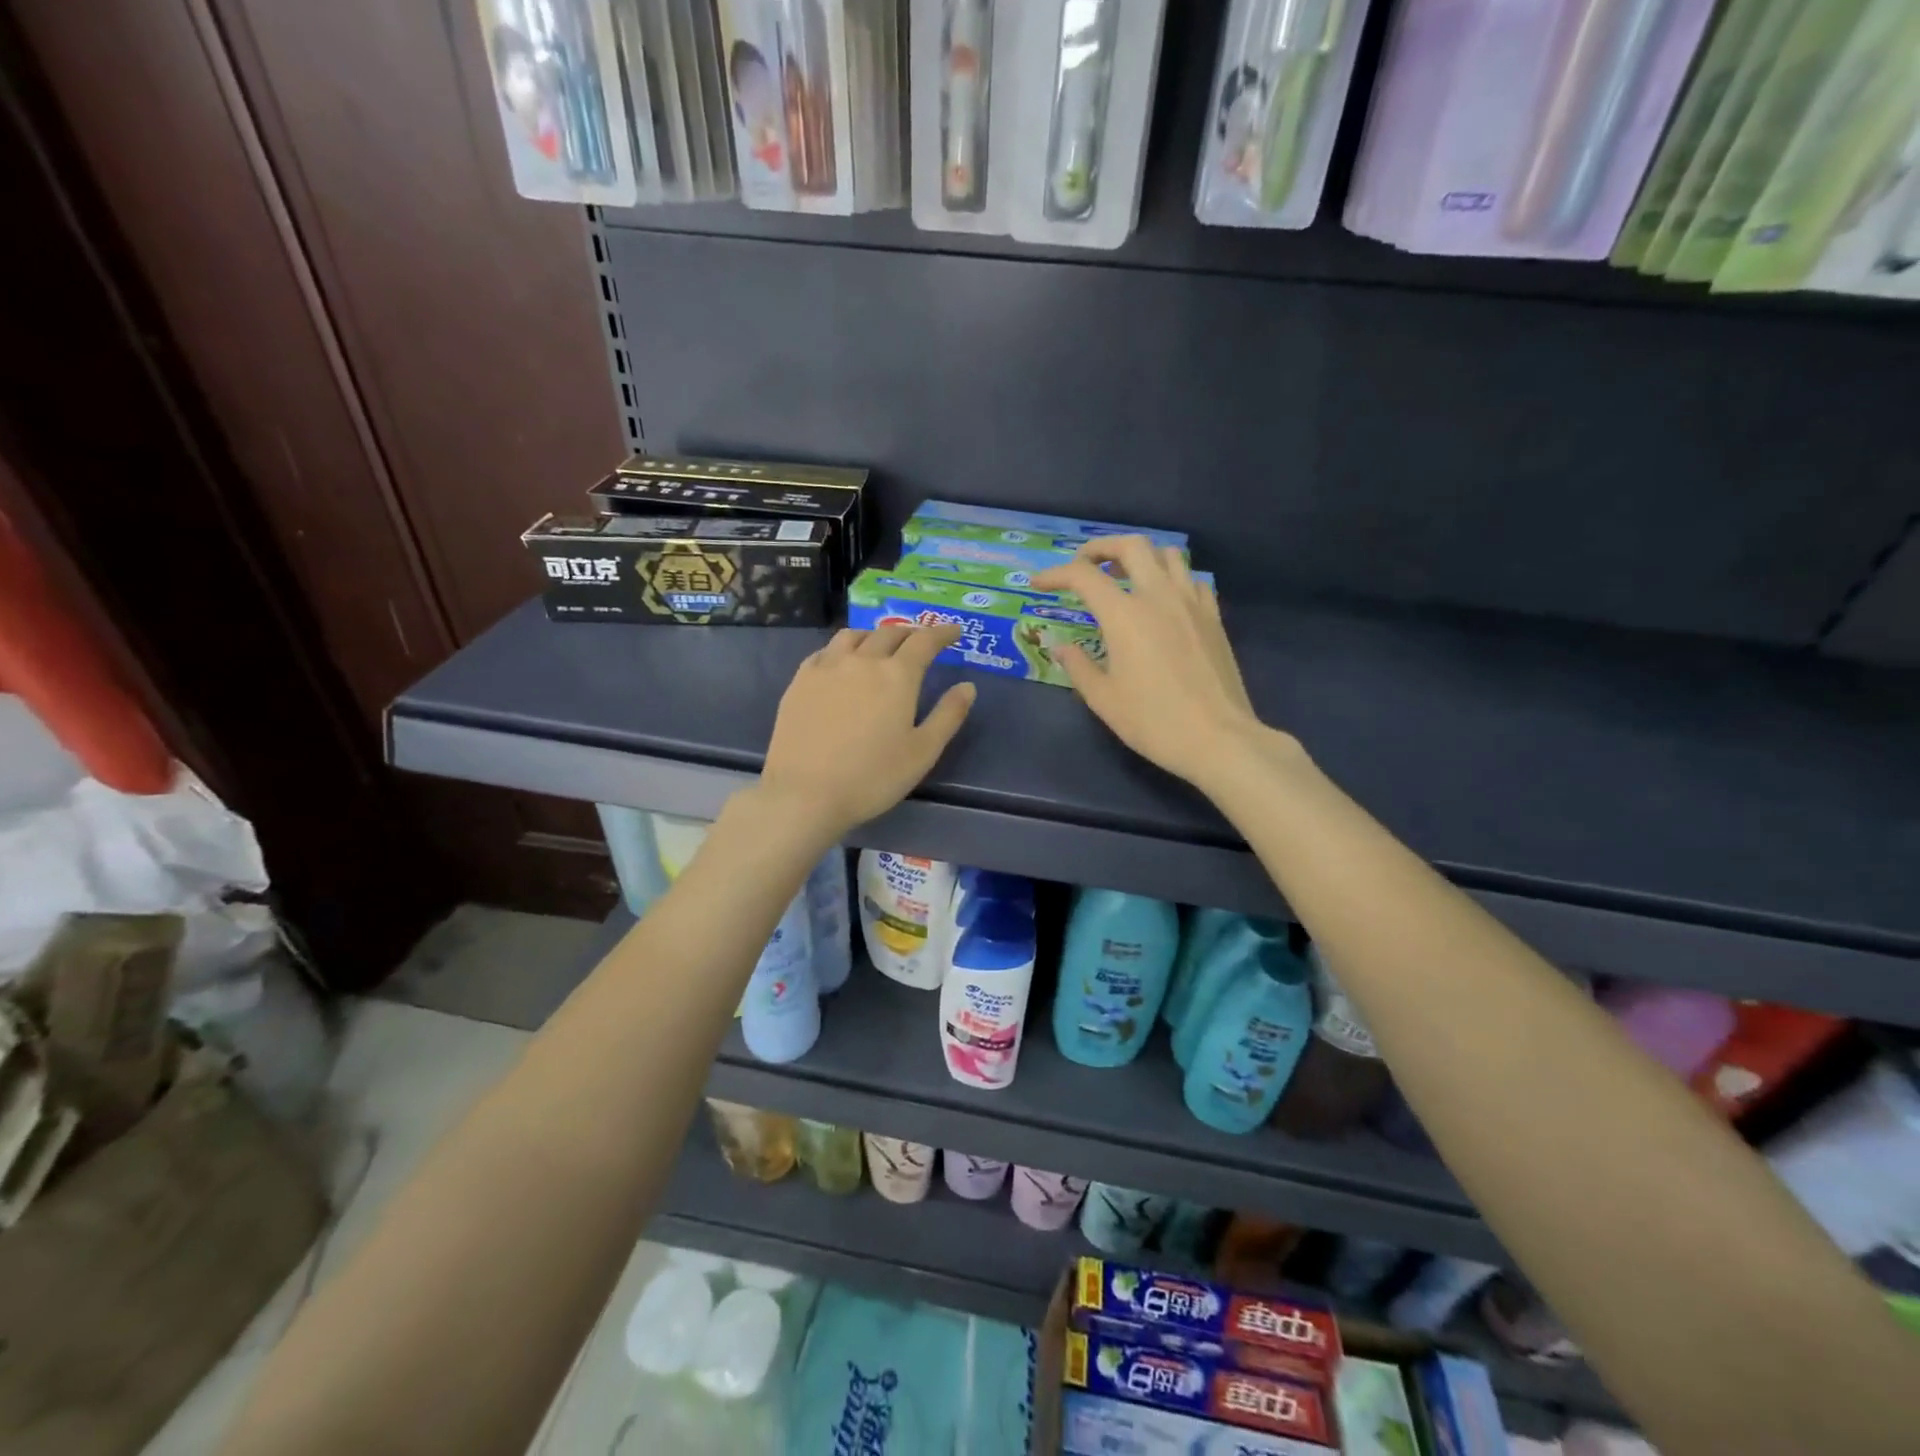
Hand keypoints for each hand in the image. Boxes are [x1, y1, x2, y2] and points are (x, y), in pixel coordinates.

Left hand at [758, 624, 975, 838]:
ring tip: (880, 647)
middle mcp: (862, 660)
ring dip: (874, 636)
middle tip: (920, 642)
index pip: (925, 641)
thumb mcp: (923, 752)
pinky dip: (842, 649)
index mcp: (897, 676)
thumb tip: (967, 686)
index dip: (942, 633)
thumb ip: (948, 715)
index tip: (954, 631)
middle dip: (910, 634)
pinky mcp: (800, 681)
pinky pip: (825, 651)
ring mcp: (826, 667)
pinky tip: (841, 663)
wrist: (805, 794)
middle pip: (889, 634)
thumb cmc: (872, 778)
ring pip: (854, 636)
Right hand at [1032, 537, 1275, 789]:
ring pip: (1168, 555)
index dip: (1055, 574)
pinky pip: (1192, 580)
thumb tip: (1061, 647)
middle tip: (1085, 564)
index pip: (1083, 576)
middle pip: (1131, 546)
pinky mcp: (1213, 618)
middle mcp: (1158, 596)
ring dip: (1141, 556)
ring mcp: (1191, 603)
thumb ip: (1078, 666)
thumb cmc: (1153, 721)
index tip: (1039, 584)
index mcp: (1124, 615)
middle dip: (1101, 547)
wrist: (1218, 738)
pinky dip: (1172, 578)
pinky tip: (1164, 600)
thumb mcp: (1103, 699)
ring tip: (1125, 574)